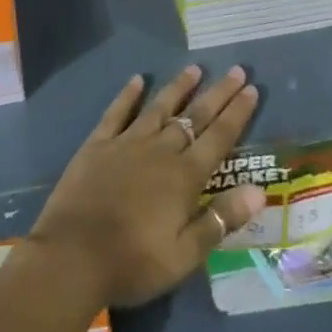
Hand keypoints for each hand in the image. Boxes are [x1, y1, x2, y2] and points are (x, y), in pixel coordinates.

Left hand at [28, 66, 263, 310]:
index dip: (237, 113)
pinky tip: (137, 79)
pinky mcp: (98, 144)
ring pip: (159, 108)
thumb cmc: (133, 263)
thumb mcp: (185, 254)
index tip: (252, 89)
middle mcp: (160, 150)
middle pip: (194, 116)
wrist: (73, 256)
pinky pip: (117, 112)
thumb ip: (221, 219)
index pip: (219, 138)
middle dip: (217, 93)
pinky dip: (128, 95)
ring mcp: (127, 143)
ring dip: (178, 87)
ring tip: (194, 68)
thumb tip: (259, 191)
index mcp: (184, 177)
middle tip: (237, 70)